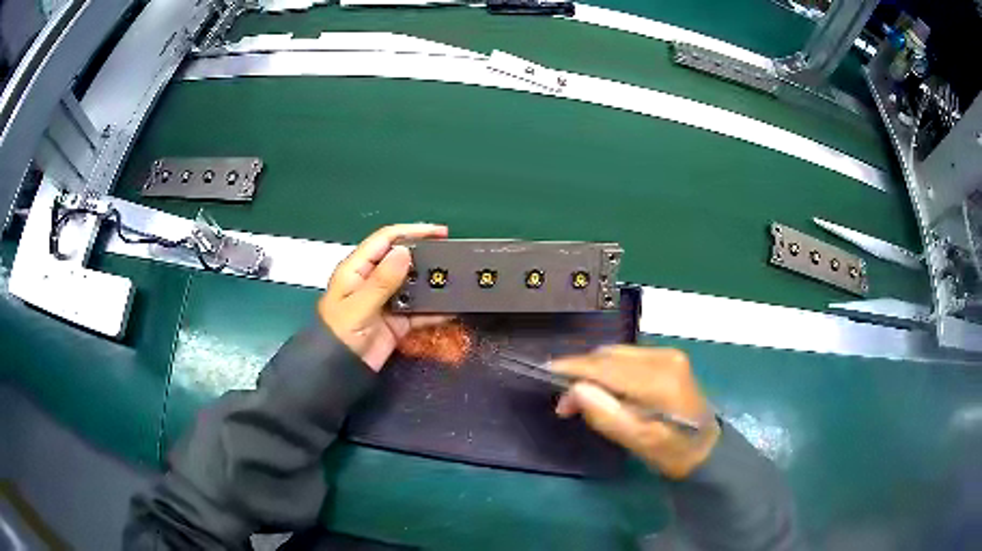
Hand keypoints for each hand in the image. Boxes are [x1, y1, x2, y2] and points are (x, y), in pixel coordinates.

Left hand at [318, 224, 449, 370]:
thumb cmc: (340, 334)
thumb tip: (405, 252)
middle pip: (402, 259)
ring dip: (432, 282)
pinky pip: (419, 310)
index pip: (385, 240)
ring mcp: (387, 301)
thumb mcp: (358, 306)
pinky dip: (434, 309)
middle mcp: (373, 281)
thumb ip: (381, 281)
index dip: (412, 231)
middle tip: (452, 255)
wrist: (340, 371)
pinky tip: (452, 307)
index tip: (439, 232)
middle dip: (425, 255)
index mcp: (358, 269)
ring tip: (456, 278)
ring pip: (413, 284)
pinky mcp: (397, 321)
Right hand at [551, 346, 719, 478]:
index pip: (607, 365)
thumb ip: (606, 414)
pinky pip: (628, 358)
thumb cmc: (673, 451)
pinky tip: (604, 389)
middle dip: (582, 372)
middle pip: (610, 355)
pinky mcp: (669, 359)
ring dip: (595, 371)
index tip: (545, 371)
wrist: (708, 448)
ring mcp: (668, 355)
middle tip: (564, 402)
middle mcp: (664, 357)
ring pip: (617, 354)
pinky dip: (610, 370)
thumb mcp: (638, 441)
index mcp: (658, 379)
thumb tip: (574, 390)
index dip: (574, 367)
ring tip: (580, 398)